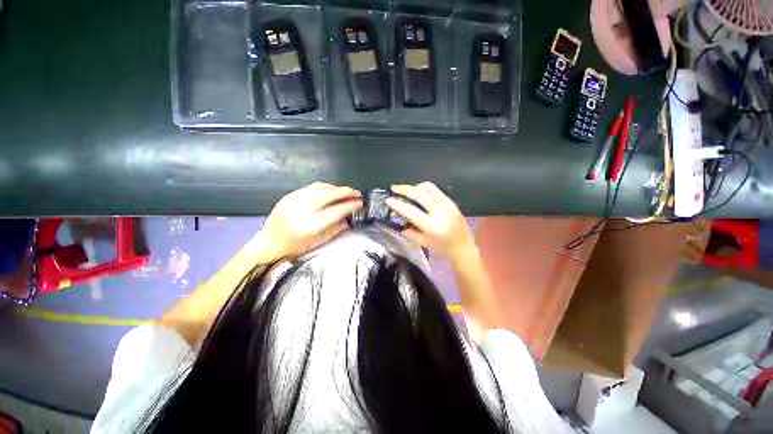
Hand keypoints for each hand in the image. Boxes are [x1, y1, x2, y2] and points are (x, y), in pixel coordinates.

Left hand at [254, 182, 362, 259]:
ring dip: (336, 188)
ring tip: (346, 192)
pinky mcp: (290, 195)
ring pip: (321, 187)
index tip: (361, 203)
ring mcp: (295, 199)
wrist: (268, 242)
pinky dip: (325, 187)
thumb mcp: (319, 242)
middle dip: (346, 192)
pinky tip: (331, 191)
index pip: (337, 210)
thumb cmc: (295, 247)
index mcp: (311, 225)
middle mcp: (303, 209)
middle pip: (329, 194)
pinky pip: (312, 187)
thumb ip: (336, 229)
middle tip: (357, 193)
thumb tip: (349, 218)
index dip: (351, 205)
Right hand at [386, 182, 474, 259]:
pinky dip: (425, 189)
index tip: (388, 199)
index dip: (397, 204)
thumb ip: (408, 231)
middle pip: (418, 193)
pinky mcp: (451, 202)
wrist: (463, 247)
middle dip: (404, 189)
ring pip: (428, 187)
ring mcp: (446, 204)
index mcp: (430, 225)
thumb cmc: (441, 248)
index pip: (409, 210)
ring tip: (407, 190)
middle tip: (394, 188)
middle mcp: (439, 211)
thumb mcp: (422, 243)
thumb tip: (398, 220)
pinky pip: (436, 190)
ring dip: (415, 186)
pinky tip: (420, 193)